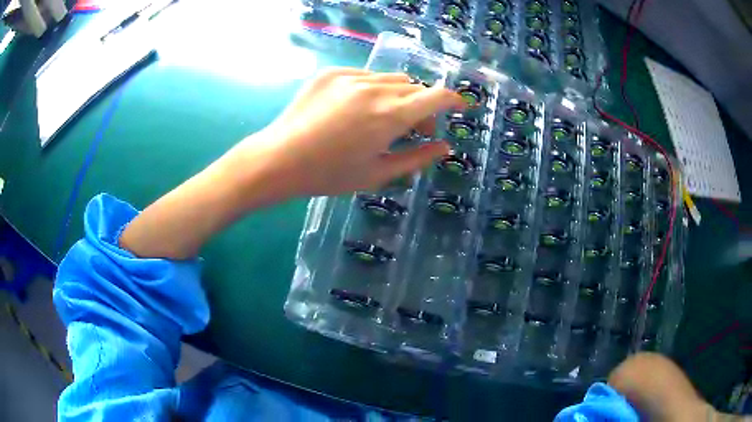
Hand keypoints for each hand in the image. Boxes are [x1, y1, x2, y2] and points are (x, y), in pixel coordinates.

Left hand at [227, 68, 464, 196]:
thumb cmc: (329, 174)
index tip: (460, 105)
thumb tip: (445, 147)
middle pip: (413, 87)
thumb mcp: (377, 173)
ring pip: (390, 79)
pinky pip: (364, 76)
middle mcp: (374, 89)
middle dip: (423, 106)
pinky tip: (355, 110)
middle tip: (416, 128)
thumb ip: (416, 158)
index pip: (435, 96)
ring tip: (384, 118)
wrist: (278, 159)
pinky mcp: (330, 73)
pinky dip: (372, 89)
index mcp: (390, 116)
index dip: (453, 99)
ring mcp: (350, 77)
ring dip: (398, 96)